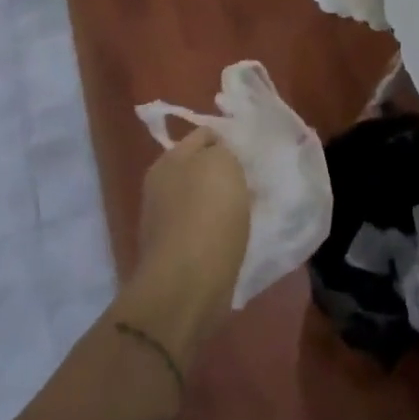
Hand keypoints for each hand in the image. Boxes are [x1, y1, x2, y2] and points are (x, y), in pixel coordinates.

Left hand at [122, 129, 250, 356]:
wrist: (188, 284)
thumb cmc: (208, 214)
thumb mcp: (223, 163)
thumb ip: (223, 148)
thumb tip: (222, 154)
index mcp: (168, 160)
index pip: (205, 135)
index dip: (231, 139)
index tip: (256, 152)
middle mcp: (160, 187)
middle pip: (202, 168)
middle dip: (228, 172)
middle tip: (258, 179)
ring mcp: (165, 222)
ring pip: (204, 200)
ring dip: (226, 203)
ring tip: (254, 208)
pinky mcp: (175, 252)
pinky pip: (204, 229)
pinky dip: (221, 230)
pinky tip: (240, 235)